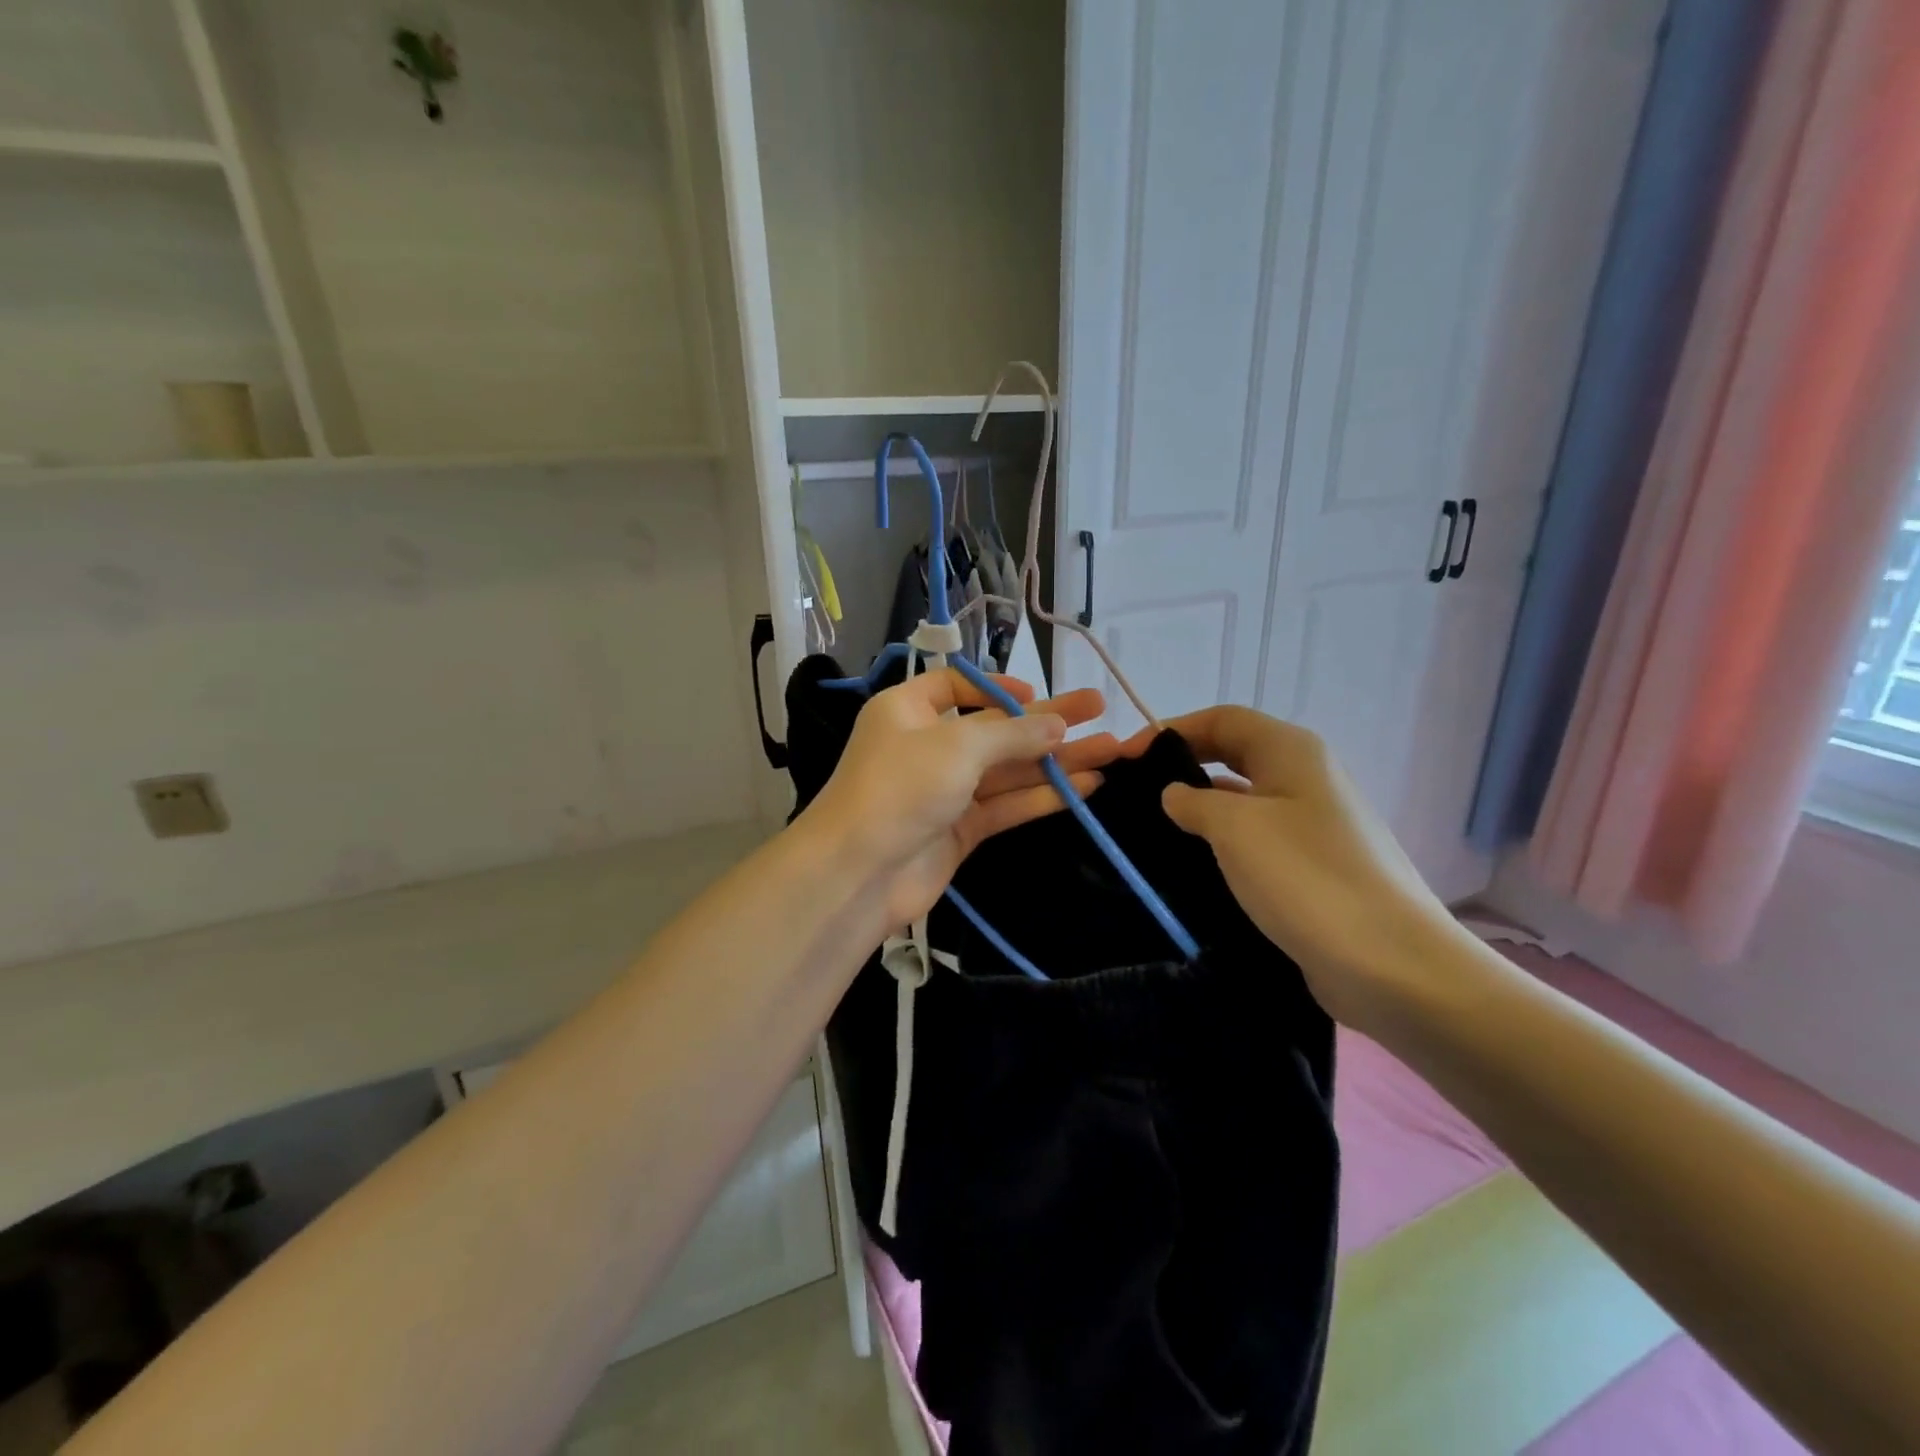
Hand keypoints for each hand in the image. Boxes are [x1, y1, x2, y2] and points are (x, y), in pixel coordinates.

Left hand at [802, 670, 1120, 931]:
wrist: (859, 873)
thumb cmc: (901, 788)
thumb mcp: (957, 746)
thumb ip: (1012, 734)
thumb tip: (1057, 725)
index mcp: (908, 710)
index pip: (956, 687)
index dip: (998, 687)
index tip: (1036, 695)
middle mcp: (927, 746)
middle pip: (995, 728)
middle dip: (1047, 720)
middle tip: (1099, 706)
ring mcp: (945, 790)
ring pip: (1008, 769)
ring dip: (1056, 760)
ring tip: (1111, 749)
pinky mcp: (961, 829)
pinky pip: (1006, 805)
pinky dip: (1042, 796)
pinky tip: (1086, 787)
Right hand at [1129, 706, 1454, 1029]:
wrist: (1389, 963)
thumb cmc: (1306, 877)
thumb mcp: (1235, 828)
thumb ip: (1193, 801)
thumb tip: (1174, 794)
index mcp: (1291, 751)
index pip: (1222, 719)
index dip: (1172, 729)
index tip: (1126, 757)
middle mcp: (1305, 778)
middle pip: (1233, 754)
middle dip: (1183, 766)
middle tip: (1134, 792)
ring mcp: (1312, 825)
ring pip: (1243, 800)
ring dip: (1200, 809)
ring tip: (1152, 830)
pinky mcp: (1312, 868)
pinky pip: (1256, 840)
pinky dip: (1221, 844)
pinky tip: (1192, 867)